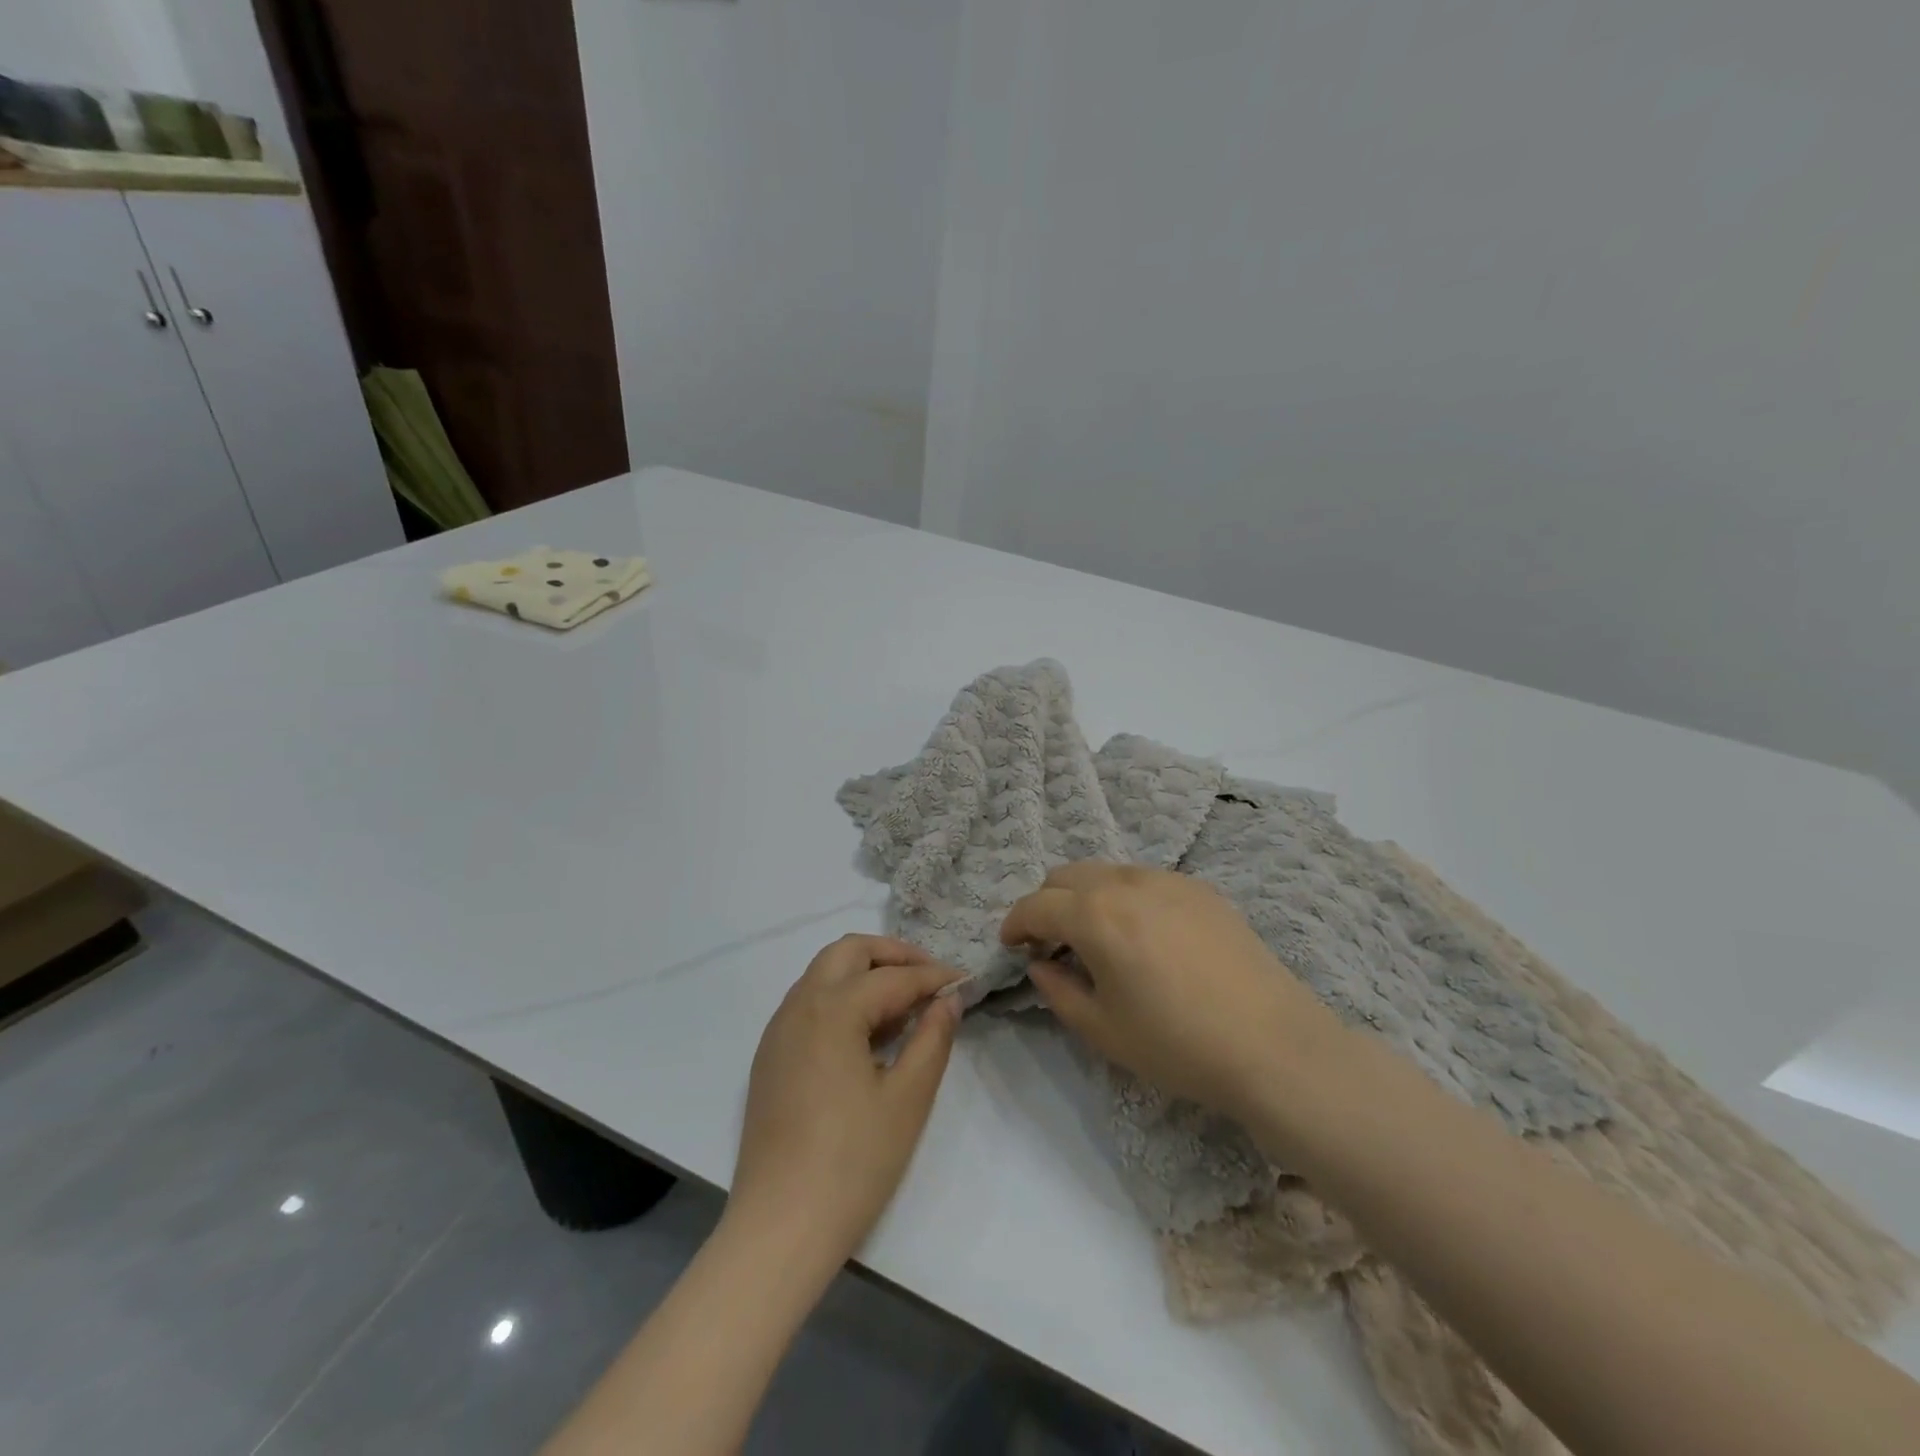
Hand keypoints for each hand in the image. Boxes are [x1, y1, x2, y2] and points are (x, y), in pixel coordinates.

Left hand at [729, 935, 963, 1264]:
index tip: (965, 981)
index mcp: (832, 1009)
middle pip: (848, 952)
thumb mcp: (908, 1099)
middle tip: (930, 978)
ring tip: (904, 1006)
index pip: (893, 977)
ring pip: (824, 974)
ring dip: (865, 974)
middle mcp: (799, 1005)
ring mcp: (778, 1030)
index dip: (934, 977)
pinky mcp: (770, 1056)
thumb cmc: (853, 1163)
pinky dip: (841, 998)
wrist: (779, 1228)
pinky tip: (867, 1034)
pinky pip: (808, 1003)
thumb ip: (933, 1037)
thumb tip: (949, 999)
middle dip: (893, 955)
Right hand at [1000, 862, 1343, 1121]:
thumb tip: (1041, 964)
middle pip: (1066, 875)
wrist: (1274, 1045)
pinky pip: (1145, 880)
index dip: (1015, 924)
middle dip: (1047, 903)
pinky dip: (1125, 897)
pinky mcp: (1201, 889)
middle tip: (1051, 943)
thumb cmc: (1177, 1044)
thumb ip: (1057, 990)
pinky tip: (1145, 937)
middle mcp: (1126, 882)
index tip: (1011, 945)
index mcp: (1095, 914)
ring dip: (1086, 897)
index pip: (1036, 904)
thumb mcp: (1102, 1030)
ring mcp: (1168, 879)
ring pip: (1107, 872)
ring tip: (1098, 938)